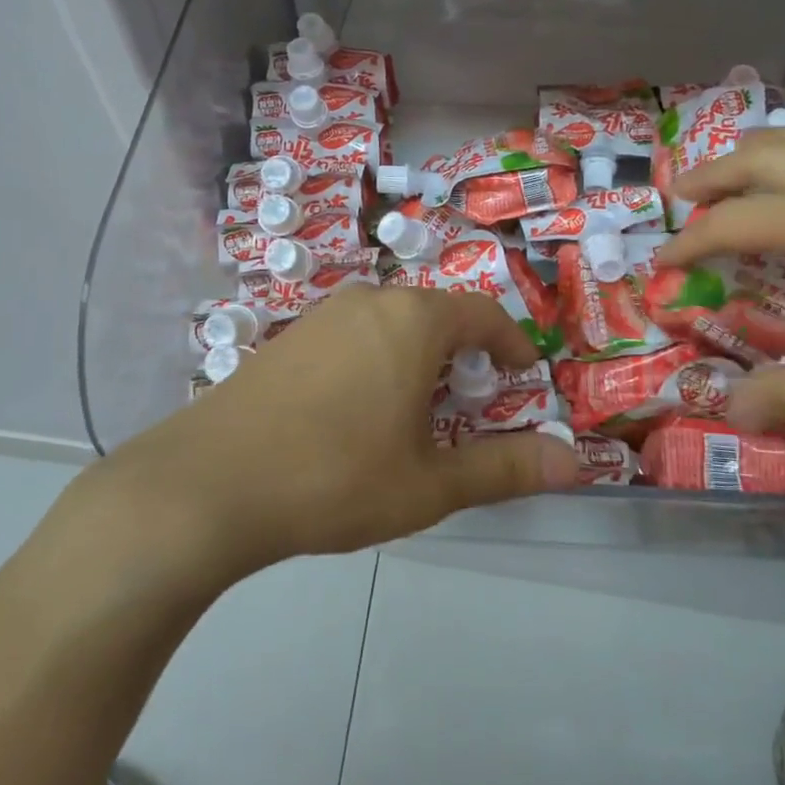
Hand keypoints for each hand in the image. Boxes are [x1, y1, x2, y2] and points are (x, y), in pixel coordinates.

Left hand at [92, 285, 578, 572]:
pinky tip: (356, 414)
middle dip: (462, 356)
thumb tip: (576, 463)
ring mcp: (322, 315)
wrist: (209, 483)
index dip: (510, 343)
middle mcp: (370, 301)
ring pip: (391, 325)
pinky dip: (376, 362)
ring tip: (416, 414)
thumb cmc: (335, 478)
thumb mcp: (429, 482)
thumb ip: (505, 468)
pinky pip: (352, 336)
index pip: (481, 314)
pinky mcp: (288, 337)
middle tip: (470, 405)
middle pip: (435, 315)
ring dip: (417, 359)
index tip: (523, 374)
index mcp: (412, 320)